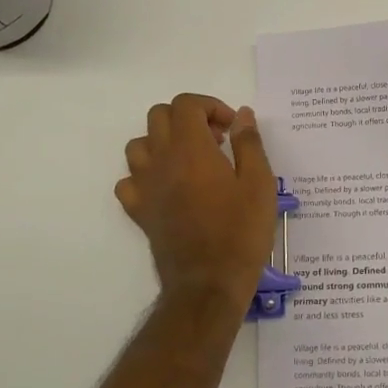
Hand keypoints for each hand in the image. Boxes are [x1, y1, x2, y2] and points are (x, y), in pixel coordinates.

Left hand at [115, 94, 276, 304]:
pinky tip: (167, 187)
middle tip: (216, 140)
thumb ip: (249, 143)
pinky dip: (145, 175)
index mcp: (190, 149)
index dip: (210, 106)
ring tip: (191, 160)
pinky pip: (128, 180)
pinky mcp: (138, 211)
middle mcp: (160, 160)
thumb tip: (243, 115)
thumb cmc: (240, 232)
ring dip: (163, 142)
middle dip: (188, 118)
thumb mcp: (259, 184)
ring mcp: (144, 186)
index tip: (231, 128)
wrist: (208, 283)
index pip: (185, 104)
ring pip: (139, 144)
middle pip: (159, 116)